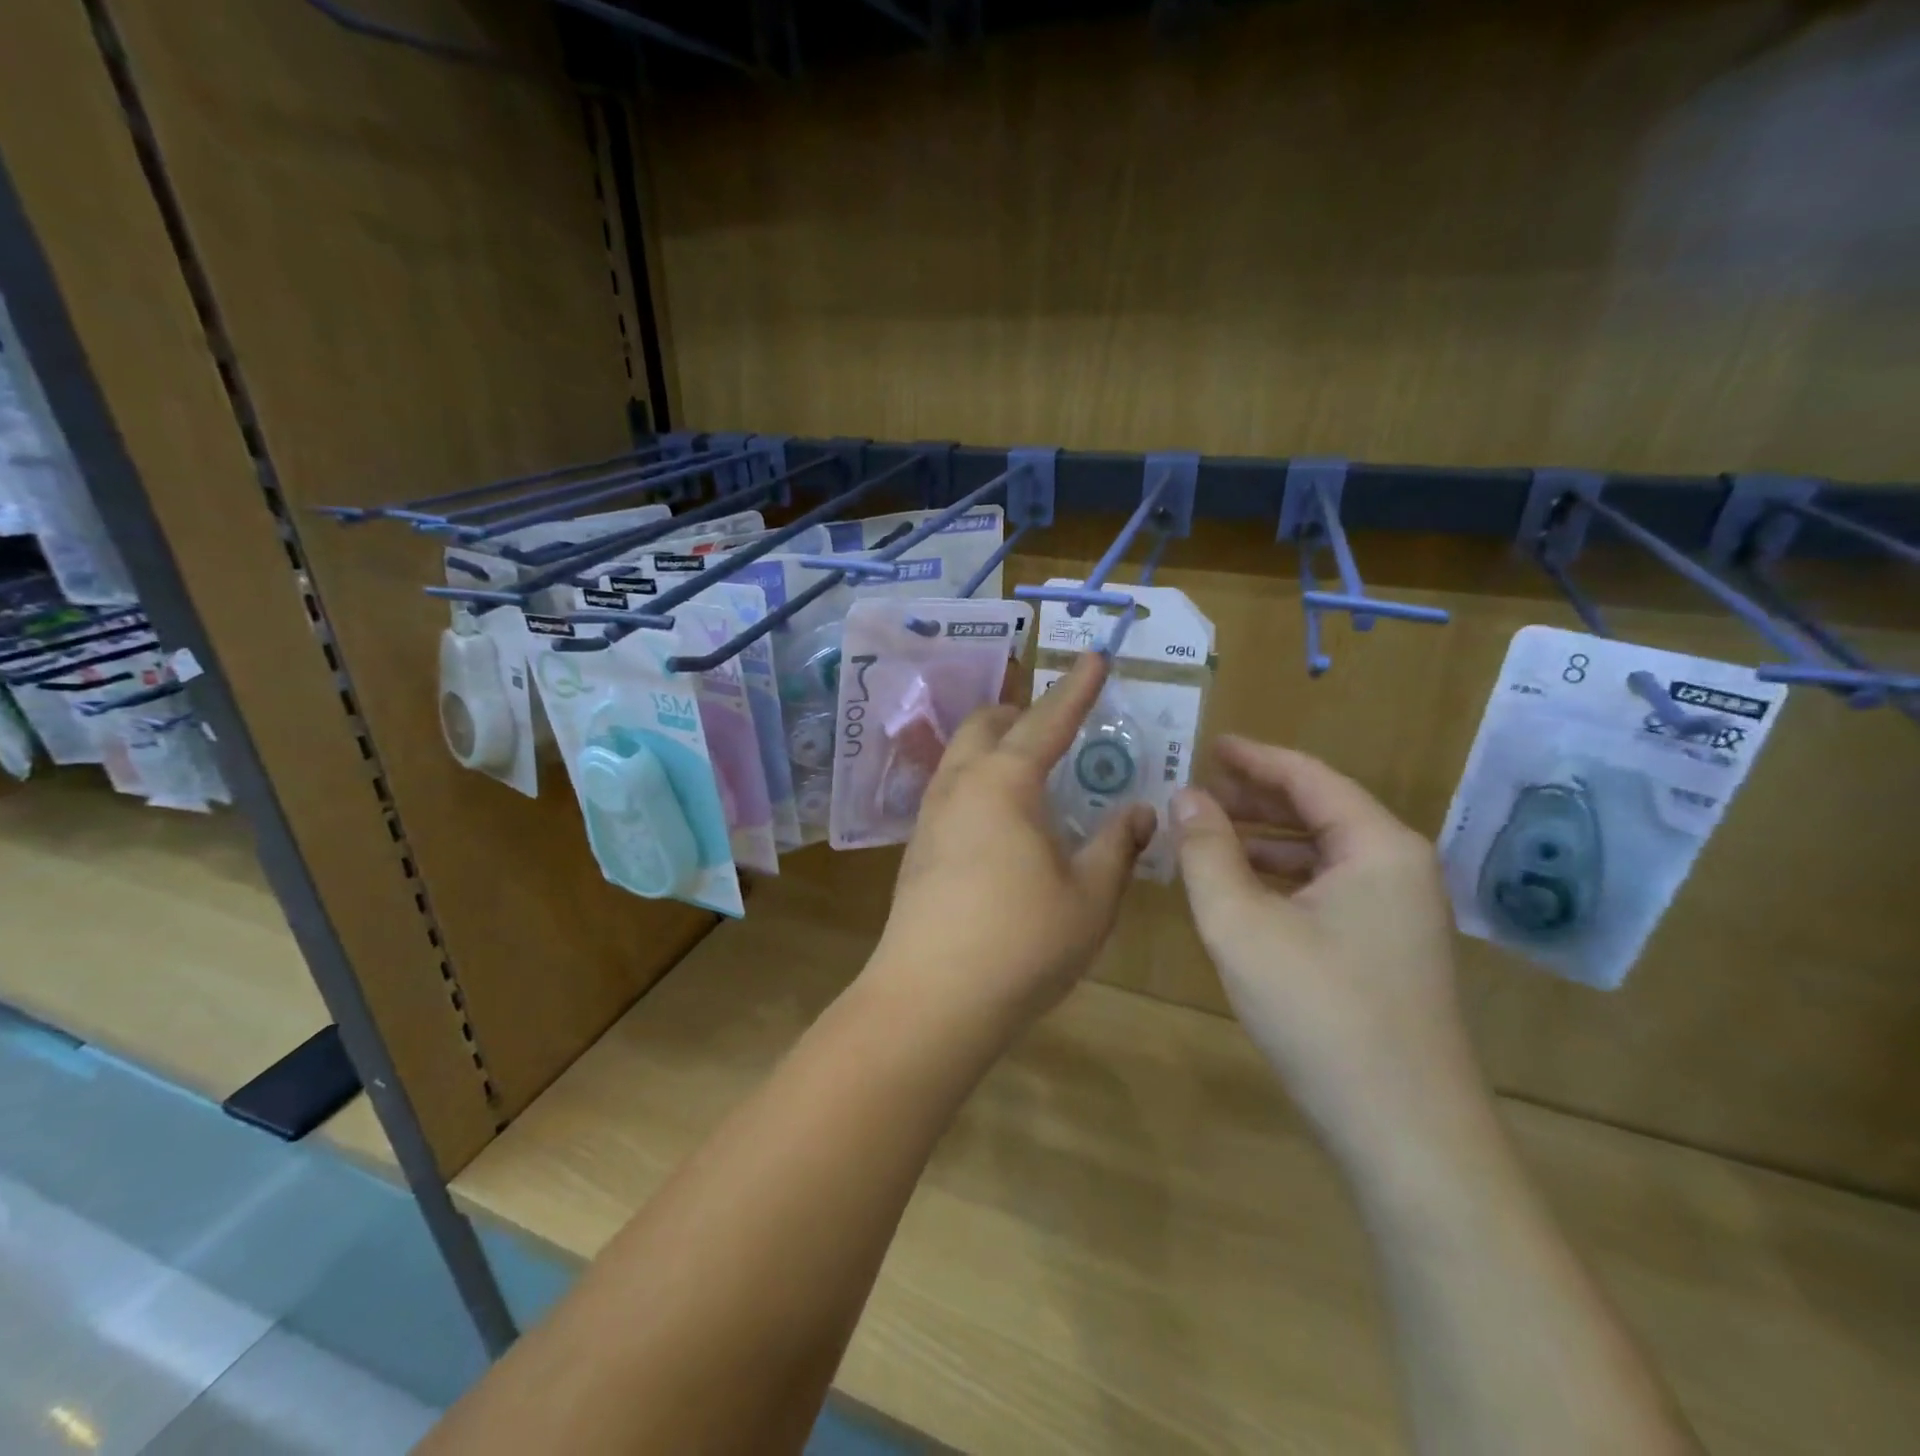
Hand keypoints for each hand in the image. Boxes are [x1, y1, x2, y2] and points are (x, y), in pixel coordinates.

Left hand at [870, 653, 1155, 1034]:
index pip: (1048, 720)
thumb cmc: (1022, 942)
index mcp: (1006, 781)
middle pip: (987, 724)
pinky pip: (951, 790)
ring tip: (1031, 766)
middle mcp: (961, 784)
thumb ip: (1117, 846)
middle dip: (1023, 711)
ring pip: (961, 755)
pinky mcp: (917, 848)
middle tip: (1058, 722)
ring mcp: (931, 815)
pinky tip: (1001, 818)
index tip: (1095, 656)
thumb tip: (1139, 812)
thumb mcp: (1090, 896)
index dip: (1077, 688)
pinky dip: (980, 780)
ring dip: (995, 744)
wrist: (930, 999)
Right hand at [1171, 737, 1481, 1163]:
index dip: (1254, 758)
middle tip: (1198, 790)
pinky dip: (1281, 879)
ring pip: (1322, 854)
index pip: (1309, 778)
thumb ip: (1205, 852)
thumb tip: (1186, 798)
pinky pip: (1328, 891)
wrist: (1403, 1133)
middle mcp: (1399, 869)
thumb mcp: (1241, 923)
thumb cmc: (1319, 1011)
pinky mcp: (1388, 952)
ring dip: (1264, 841)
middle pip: (1320, 811)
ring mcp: (1400, 915)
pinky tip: (1242, 891)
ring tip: (1207, 836)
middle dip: (1255, 799)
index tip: (1209, 745)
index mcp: (1378, 846)